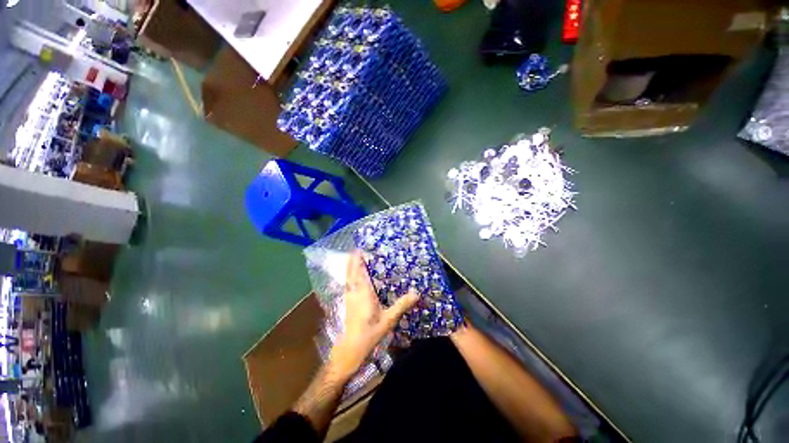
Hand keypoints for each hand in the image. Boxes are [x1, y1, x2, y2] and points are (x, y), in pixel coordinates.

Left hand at [330, 251, 418, 375]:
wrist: (351, 349)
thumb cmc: (370, 333)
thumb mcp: (389, 319)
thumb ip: (402, 305)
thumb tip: (416, 292)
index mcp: (364, 293)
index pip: (360, 272)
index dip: (358, 259)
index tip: (360, 248)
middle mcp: (354, 292)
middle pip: (351, 272)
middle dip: (352, 260)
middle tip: (357, 249)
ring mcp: (349, 297)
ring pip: (348, 278)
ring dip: (350, 267)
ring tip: (354, 259)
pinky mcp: (347, 303)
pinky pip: (348, 285)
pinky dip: (349, 277)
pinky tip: (353, 278)